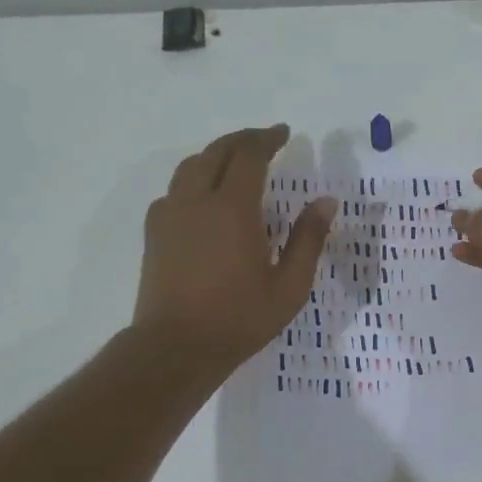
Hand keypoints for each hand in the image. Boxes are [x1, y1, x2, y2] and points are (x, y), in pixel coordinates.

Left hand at [133, 125, 335, 378]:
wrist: (175, 347)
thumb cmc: (239, 319)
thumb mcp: (289, 286)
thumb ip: (308, 240)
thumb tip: (326, 202)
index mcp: (233, 209)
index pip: (249, 156)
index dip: (267, 139)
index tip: (283, 133)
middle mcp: (197, 201)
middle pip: (216, 152)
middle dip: (242, 140)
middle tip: (264, 140)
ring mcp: (170, 215)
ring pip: (190, 166)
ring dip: (215, 155)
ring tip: (235, 162)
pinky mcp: (155, 232)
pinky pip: (174, 190)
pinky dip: (194, 180)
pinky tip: (204, 198)